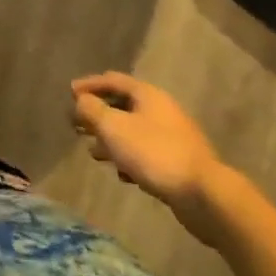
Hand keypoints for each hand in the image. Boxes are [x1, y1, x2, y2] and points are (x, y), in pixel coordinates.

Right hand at [71, 73, 227, 243]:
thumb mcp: (113, 127)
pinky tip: (122, 174)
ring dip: (111, 139)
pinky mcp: (179, 163)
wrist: (205, 196)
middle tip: (77, 125)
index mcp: (147, 94)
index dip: (89, 84)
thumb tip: (81, 101)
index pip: (113, 80)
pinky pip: (146, 153)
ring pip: (133, 131)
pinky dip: (129, 158)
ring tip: (93, 152)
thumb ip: (91, 110)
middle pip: (123, 105)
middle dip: (98, 114)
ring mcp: (173, 137)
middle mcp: (161, 110)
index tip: (70, 93)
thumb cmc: (154, 153)